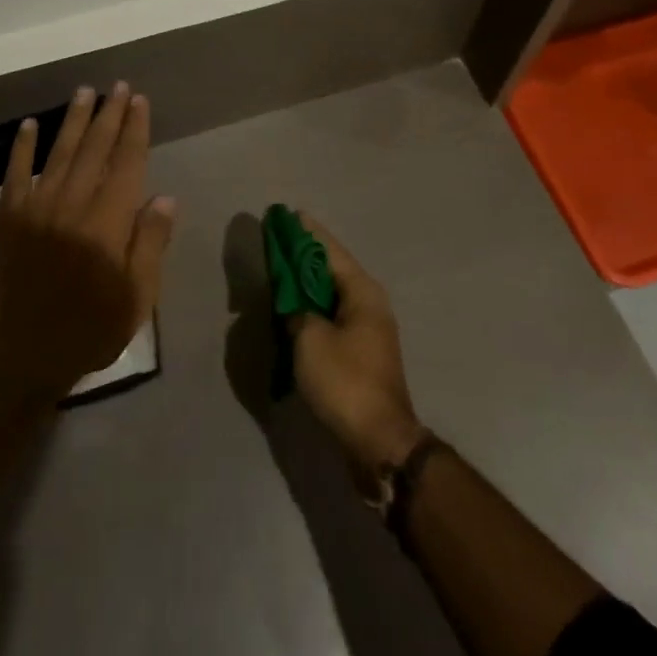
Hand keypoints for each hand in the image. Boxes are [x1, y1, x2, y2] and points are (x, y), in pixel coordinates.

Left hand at [0, 83, 176, 402]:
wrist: (17, 360)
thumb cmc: (86, 331)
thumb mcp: (135, 299)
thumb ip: (150, 244)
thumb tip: (165, 198)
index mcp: (107, 222)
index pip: (126, 162)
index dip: (135, 129)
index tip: (139, 101)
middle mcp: (72, 204)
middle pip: (95, 148)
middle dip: (109, 114)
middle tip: (118, 86)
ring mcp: (36, 207)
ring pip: (60, 151)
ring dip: (74, 120)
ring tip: (86, 92)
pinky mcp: (7, 218)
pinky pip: (16, 172)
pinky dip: (23, 146)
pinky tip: (31, 124)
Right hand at [289, 217, 425, 471]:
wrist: (379, 442)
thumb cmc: (345, 382)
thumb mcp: (310, 339)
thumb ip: (297, 312)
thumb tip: (293, 306)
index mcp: (363, 292)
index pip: (330, 250)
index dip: (307, 232)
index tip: (289, 214)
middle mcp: (369, 304)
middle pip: (332, 269)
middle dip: (304, 255)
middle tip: (277, 240)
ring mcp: (367, 329)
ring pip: (331, 295)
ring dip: (306, 283)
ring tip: (280, 269)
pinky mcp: (360, 353)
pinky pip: (331, 317)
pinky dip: (311, 308)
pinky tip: (292, 309)